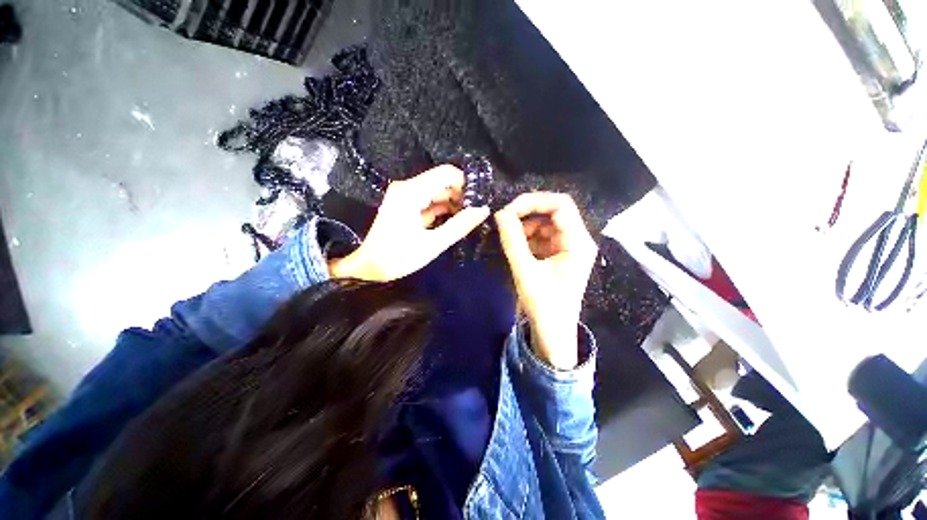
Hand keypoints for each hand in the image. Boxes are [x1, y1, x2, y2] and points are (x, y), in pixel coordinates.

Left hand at [329, 165, 489, 281]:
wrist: (364, 267)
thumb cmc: (396, 257)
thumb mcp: (432, 244)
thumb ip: (459, 226)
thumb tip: (483, 210)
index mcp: (411, 192)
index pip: (447, 174)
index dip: (466, 184)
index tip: (479, 201)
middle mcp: (407, 187)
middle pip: (442, 182)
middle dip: (461, 196)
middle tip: (476, 213)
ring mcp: (405, 196)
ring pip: (437, 192)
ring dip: (453, 204)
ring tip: (467, 219)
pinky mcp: (405, 206)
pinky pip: (428, 202)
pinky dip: (442, 210)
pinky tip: (453, 221)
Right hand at [494, 193, 597, 369]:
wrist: (553, 333)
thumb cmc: (544, 305)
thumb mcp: (525, 271)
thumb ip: (513, 240)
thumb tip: (501, 213)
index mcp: (578, 242)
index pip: (560, 205)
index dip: (534, 201)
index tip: (509, 210)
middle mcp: (578, 240)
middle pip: (554, 212)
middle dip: (528, 213)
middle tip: (505, 221)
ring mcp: (569, 247)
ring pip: (546, 223)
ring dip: (526, 226)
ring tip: (510, 238)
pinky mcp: (559, 255)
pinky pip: (543, 236)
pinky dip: (528, 237)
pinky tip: (517, 246)